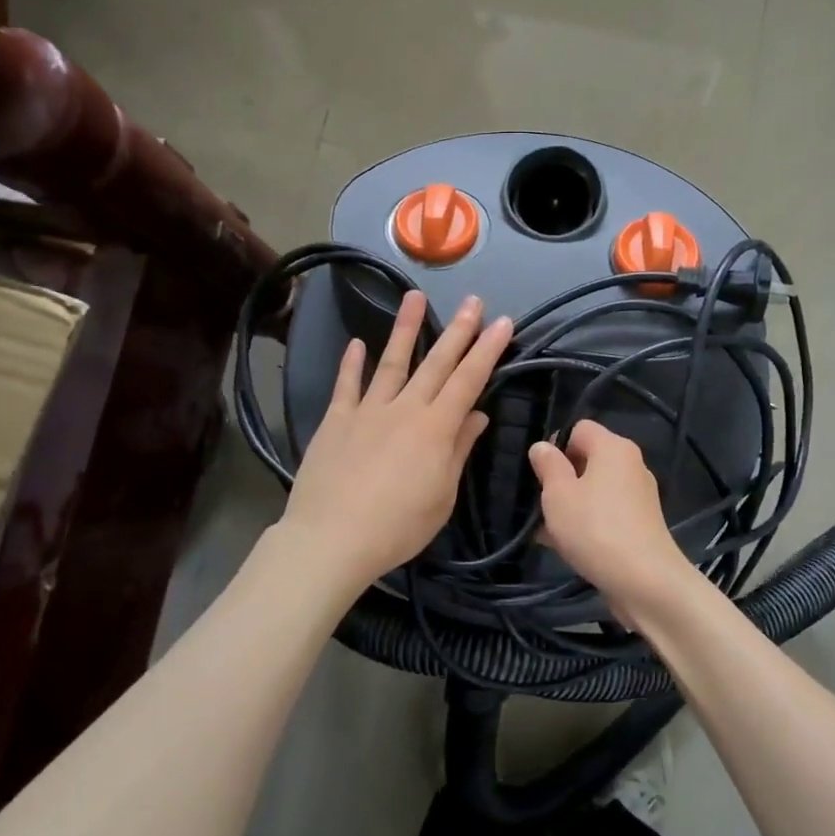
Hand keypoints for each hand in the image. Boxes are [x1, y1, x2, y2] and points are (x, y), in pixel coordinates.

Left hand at [280, 290, 511, 597]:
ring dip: (406, 329)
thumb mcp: (442, 496)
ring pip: (392, 362)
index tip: (503, 322)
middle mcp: (404, 409)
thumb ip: (458, 450)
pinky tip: (357, 343)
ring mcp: (367, 410)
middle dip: (459, 330)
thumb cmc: (397, 527)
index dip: (488, 350)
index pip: (469, 380)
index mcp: (436, 428)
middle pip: (437, 363)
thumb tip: (477, 415)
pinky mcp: (336, 420)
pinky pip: (346, 385)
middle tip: (473, 300)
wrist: (331, 539)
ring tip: (416, 297)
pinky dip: (351, 363)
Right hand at [528, 420, 693, 623]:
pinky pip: (605, 512)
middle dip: (560, 478)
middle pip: (587, 459)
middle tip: (540, 503)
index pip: (579, 428)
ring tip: (546, 530)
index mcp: (613, 447)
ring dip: (570, 505)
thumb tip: (542, 446)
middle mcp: (630, 464)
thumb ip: (548, 465)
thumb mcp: (558, 494)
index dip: (556, 445)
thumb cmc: (595, 529)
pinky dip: (587, 522)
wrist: (645, 582)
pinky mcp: (640, 523)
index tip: (540, 473)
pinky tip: (565, 546)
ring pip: (594, 489)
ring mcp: (638, 495)